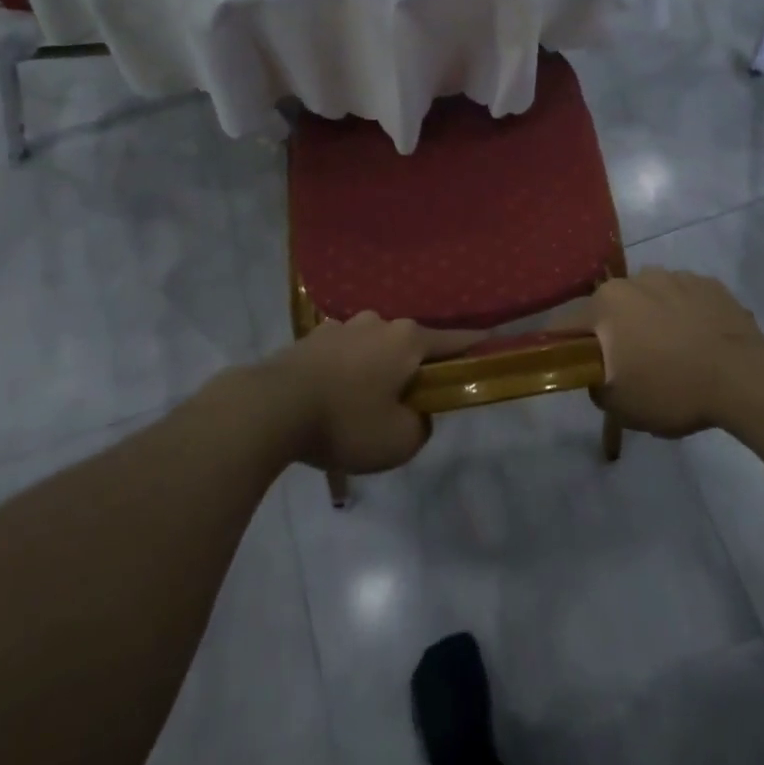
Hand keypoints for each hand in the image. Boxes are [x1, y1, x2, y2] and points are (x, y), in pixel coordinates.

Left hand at [259, 314, 478, 473]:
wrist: (270, 407)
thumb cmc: (345, 421)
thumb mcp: (398, 441)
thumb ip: (421, 426)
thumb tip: (416, 413)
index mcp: (408, 340)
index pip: (455, 340)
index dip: (476, 346)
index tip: (494, 342)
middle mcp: (379, 323)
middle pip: (411, 344)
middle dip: (415, 368)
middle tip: (410, 401)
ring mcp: (343, 326)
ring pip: (374, 347)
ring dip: (377, 369)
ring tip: (364, 404)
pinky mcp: (312, 338)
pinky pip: (344, 354)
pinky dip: (347, 371)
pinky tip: (333, 397)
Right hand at [580, 270, 763, 437]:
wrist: (743, 377)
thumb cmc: (672, 389)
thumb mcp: (620, 406)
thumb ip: (595, 387)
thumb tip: (598, 376)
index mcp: (607, 303)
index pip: (569, 323)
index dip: (567, 346)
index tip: (577, 366)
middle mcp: (637, 278)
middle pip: (613, 308)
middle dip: (616, 332)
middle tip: (631, 366)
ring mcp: (676, 277)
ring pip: (650, 299)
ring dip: (652, 320)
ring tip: (672, 354)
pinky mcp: (709, 284)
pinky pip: (684, 299)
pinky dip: (684, 316)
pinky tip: (699, 343)